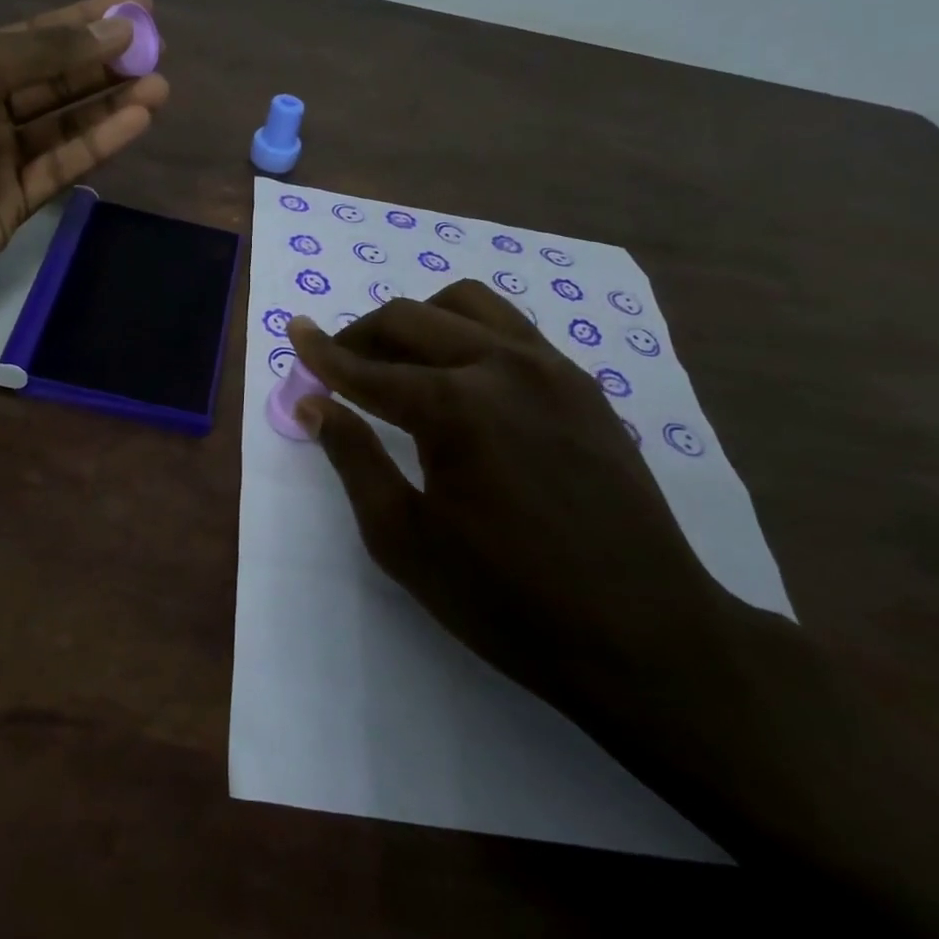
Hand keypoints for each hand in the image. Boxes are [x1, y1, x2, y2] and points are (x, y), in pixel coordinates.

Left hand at [0, 0, 168, 321]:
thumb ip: (41, 54)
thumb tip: (113, 30)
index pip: (36, 35)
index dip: (86, 19)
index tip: (137, 7)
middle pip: (57, 79)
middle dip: (106, 63)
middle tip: (157, 49)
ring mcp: (1, 158)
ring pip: (67, 124)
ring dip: (112, 104)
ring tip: (159, 85)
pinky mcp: (16, 203)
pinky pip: (64, 166)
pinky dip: (100, 144)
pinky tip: (136, 122)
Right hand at [288, 280, 740, 730]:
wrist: (644, 633)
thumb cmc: (507, 599)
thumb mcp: (405, 539)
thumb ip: (354, 459)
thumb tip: (314, 404)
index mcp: (455, 407)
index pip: (368, 367)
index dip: (322, 352)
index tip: (294, 332)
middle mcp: (503, 366)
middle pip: (414, 318)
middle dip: (363, 333)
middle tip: (337, 364)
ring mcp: (553, 369)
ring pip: (469, 305)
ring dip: (420, 320)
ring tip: (399, 360)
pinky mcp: (584, 386)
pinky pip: (513, 330)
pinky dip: (469, 334)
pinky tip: (462, 378)